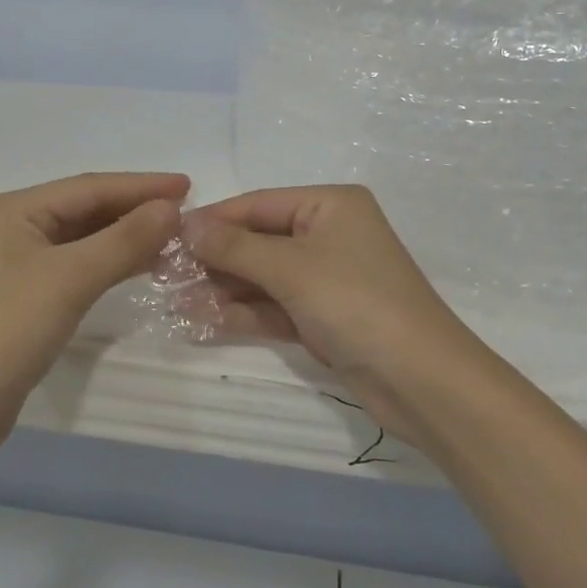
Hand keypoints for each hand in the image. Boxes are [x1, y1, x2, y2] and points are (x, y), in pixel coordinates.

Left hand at [0, 172, 187, 444]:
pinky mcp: (27, 295)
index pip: (89, 187)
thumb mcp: (70, 279)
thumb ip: (124, 240)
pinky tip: (142, 265)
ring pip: (85, 238)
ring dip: (127, 236)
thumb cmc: (6, 330)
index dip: (141, 186)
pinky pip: (79, 265)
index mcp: (14, 210)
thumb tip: (171, 209)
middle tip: (187, 213)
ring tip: (174, 237)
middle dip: (135, 209)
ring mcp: (19, 263)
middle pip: (86, 209)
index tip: (188, 186)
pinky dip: (111, 262)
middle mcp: (15, 227)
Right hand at [189, 184, 485, 434]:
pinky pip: (274, 308)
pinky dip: (242, 314)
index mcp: (330, 205)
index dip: (212, 221)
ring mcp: (326, 279)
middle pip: (257, 241)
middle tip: (163, 276)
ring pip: (262, 278)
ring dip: (222, 290)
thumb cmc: (357, 303)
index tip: (166, 238)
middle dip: (213, 260)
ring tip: (174, 302)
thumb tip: (186, 226)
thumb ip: (235, 247)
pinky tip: (201, 321)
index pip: (257, 204)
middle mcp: (328, 234)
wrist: (423, 382)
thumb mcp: (291, 268)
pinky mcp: (323, 318)